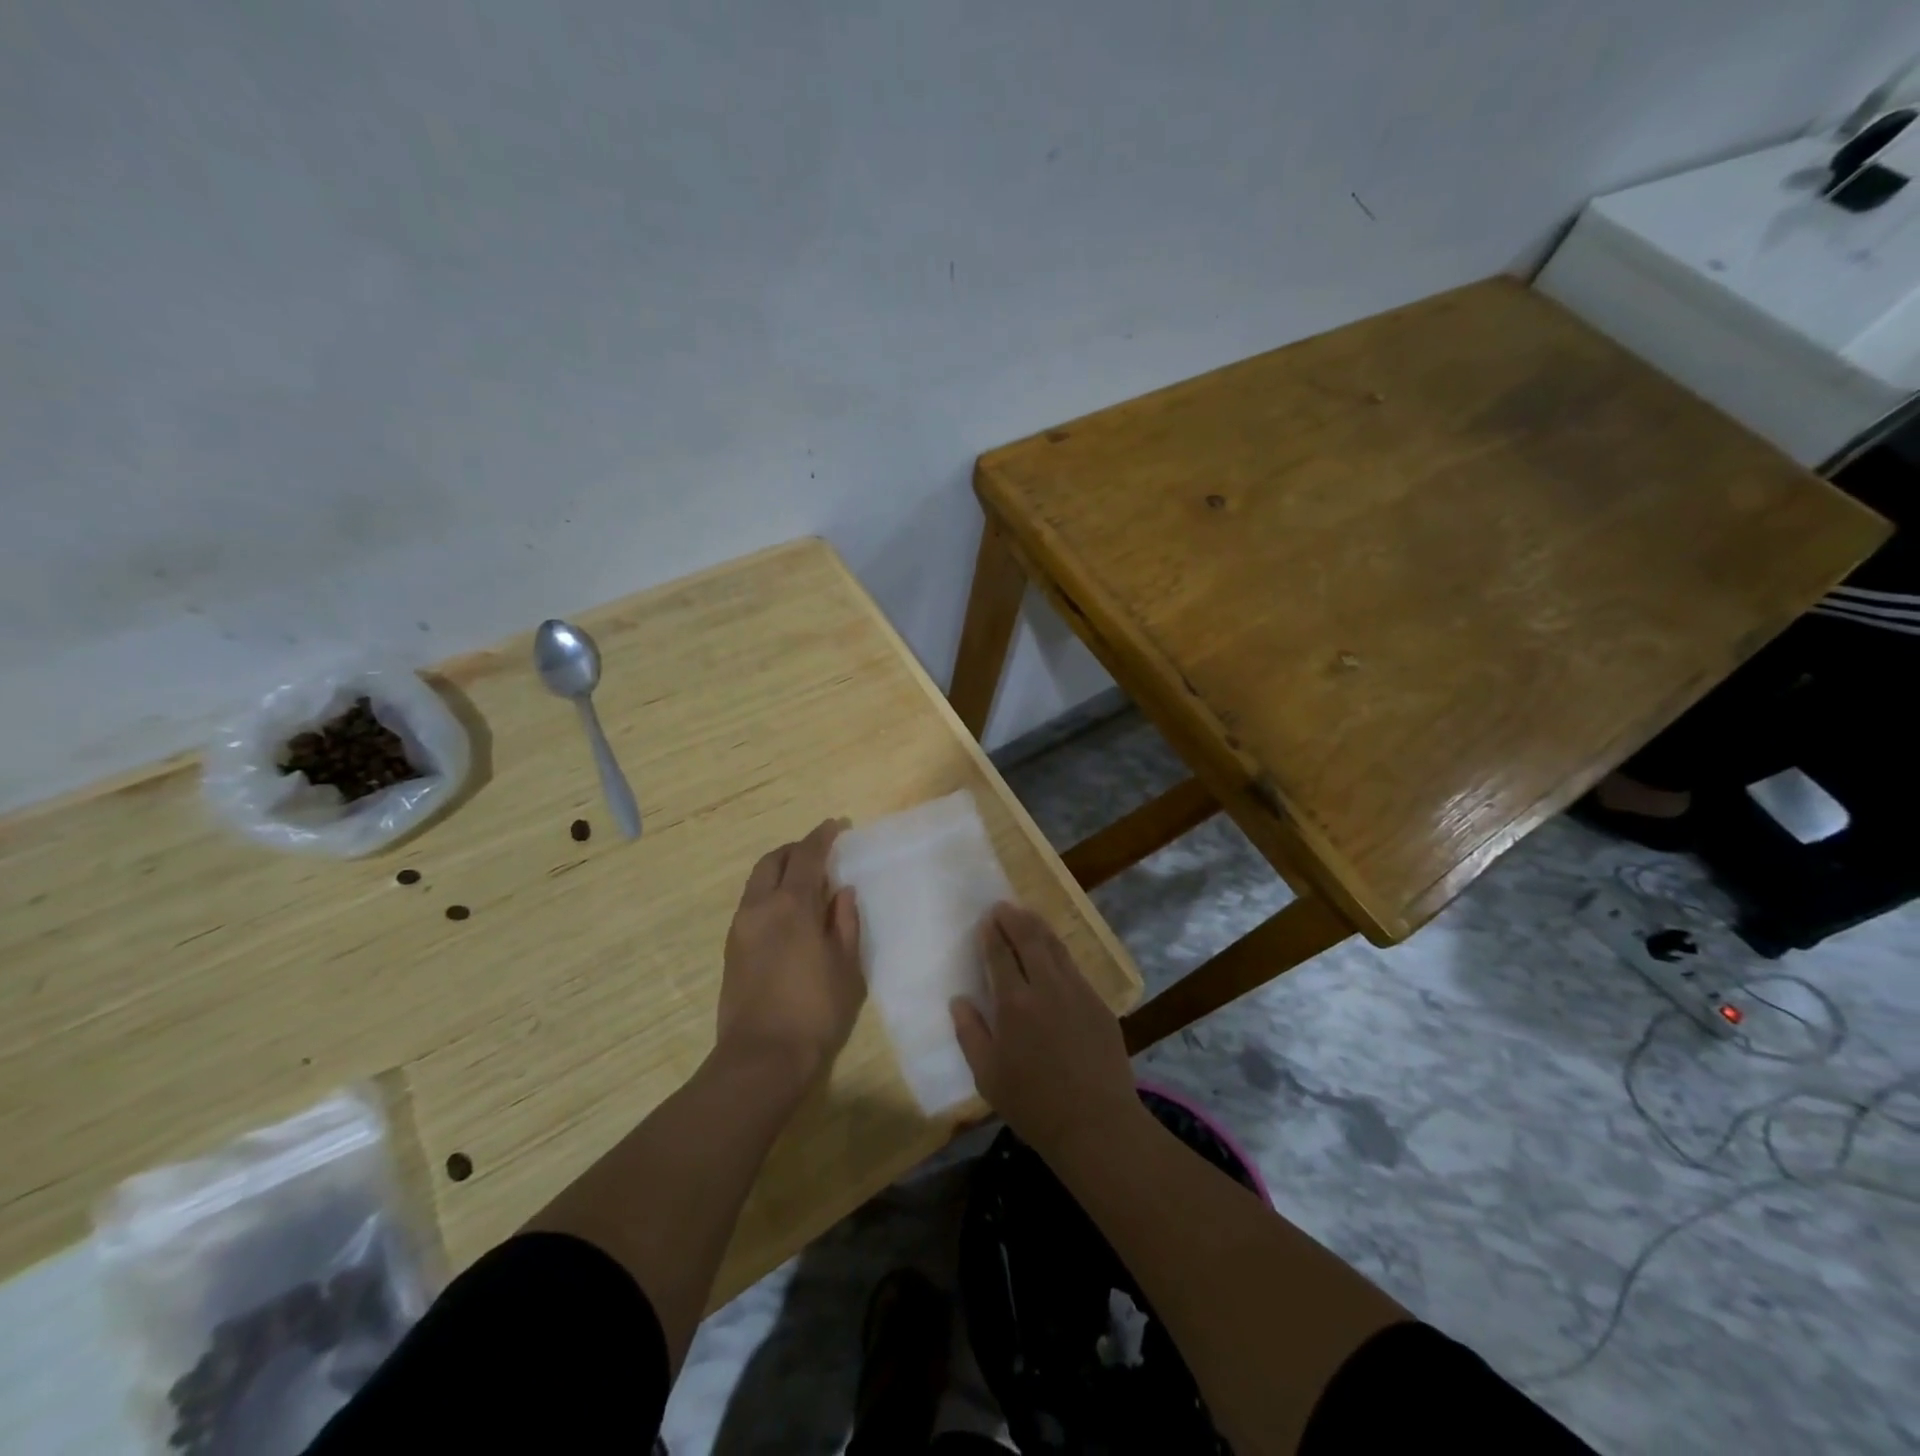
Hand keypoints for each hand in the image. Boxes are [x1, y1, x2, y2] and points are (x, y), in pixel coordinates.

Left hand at [717, 819, 864, 1090]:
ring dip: (780, 870)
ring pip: (758, 881)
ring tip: (806, 883)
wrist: (761, 1057)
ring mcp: (740, 927)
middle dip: (796, 849)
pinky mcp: (731, 948)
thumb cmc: (816, 1011)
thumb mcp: (846, 966)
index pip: (807, 856)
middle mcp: (760, 907)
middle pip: (773, 860)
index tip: (838, 825)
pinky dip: (770, 892)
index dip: (823, 836)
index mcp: (792, 906)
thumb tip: (841, 892)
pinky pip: (751, 903)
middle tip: (820, 853)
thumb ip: (845, 922)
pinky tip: (788, 913)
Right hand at [951, 903, 1139, 1157]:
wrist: (1096, 1123)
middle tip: (1003, 906)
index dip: (991, 934)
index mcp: (1014, 1004)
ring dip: (1039, 927)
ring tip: (1027, 915)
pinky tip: (1055, 952)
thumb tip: (958, 1001)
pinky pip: (1074, 968)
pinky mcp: (1099, 1004)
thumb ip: (970, 1034)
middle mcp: (1046, 988)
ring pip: (1056, 948)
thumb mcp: (988, 1076)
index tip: (986, 919)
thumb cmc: (1033, 1104)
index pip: (1000, 956)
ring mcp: (1077, 992)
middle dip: (1014, 919)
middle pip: (1029, 940)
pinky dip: (1059, 952)